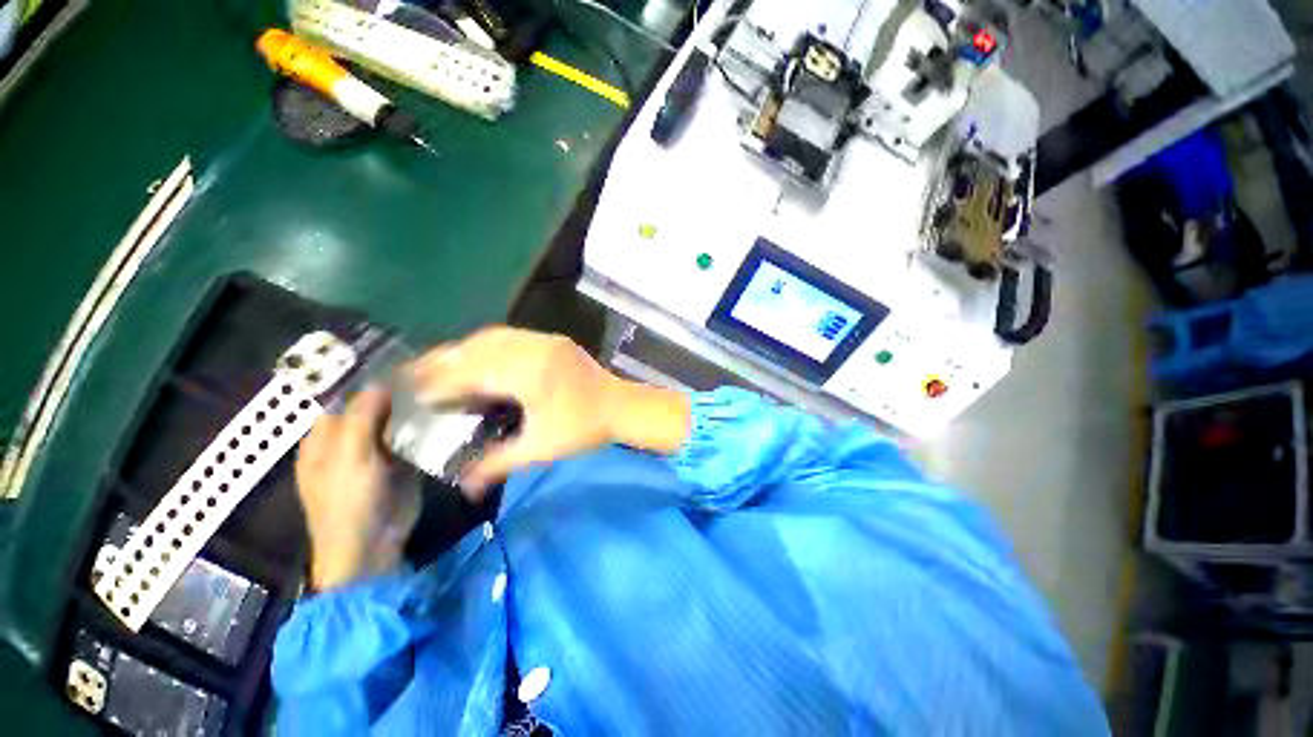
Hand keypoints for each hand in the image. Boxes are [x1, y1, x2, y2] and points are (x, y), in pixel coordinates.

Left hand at [295, 388, 419, 590]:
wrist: (368, 559)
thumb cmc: (347, 502)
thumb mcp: (350, 450)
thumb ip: (363, 411)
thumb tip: (381, 381)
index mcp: (320, 440)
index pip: (342, 400)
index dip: (365, 386)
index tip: (396, 369)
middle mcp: (342, 450)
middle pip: (366, 415)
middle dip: (388, 402)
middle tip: (420, 383)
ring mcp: (368, 468)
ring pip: (387, 433)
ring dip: (405, 422)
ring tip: (431, 400)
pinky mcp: (392, 485)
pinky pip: (404, 455)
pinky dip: (416, 445)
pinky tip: (434, 429)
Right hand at [408, 327, 690, 493]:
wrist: (624, 408)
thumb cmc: (583, 431)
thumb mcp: (540, 449)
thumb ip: (498, 463)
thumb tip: (464, 488)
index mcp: (529, 373)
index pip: (474, 373)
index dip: (442, 381)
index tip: (416, 390)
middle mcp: (531, 348)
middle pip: (476, 349)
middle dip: (442, 360)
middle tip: (413, 372)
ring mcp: (539, 339)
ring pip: (487, 338)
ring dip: (458, 350)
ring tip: (432, 364)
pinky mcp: (545, 339)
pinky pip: (502, 336)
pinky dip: (478, 346)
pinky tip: (465, 358)